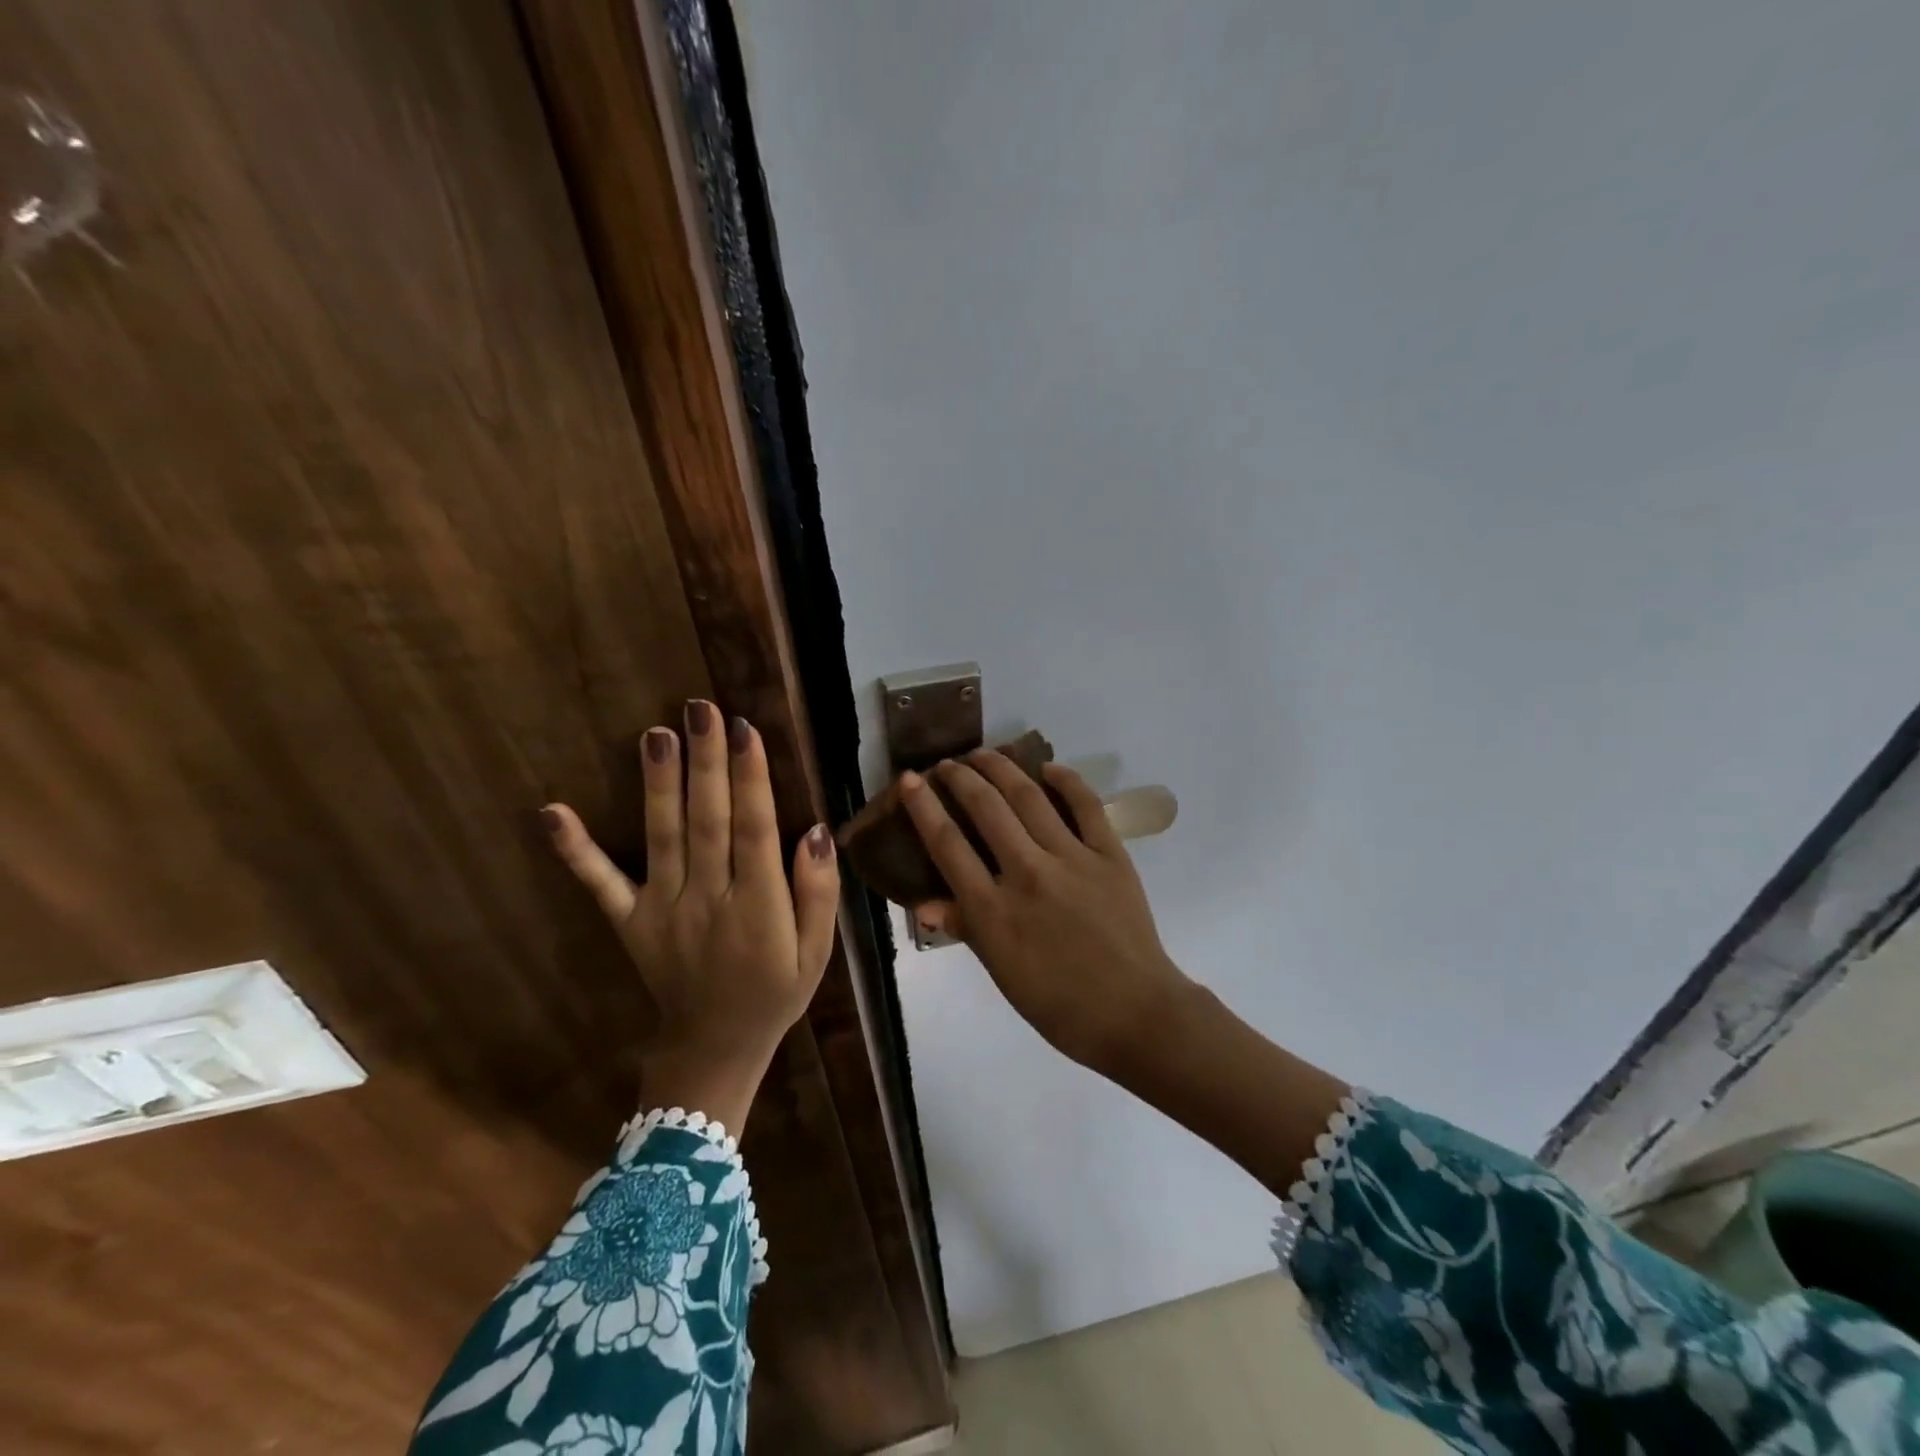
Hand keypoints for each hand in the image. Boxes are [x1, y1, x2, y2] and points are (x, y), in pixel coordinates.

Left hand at [541, 702, 839, 1132]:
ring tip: (655, 735)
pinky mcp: (629, 922)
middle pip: (707, 822)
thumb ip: (818, 892)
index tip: (745, 730)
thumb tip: (814, 830)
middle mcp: (708, 902)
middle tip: (698, 710)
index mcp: (758, 909)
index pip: (754, 830)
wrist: (714, 1047)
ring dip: (658, 785)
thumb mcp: (817, 951)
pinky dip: (576, 850)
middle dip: (705, 763)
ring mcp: (662, 911)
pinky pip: (601, 884)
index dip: (750, 779)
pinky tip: (552, 812)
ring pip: (662, 838)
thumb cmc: (776, 992)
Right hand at [901, 751, 1190, 1073]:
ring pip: (1029, 798)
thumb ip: (966, 928)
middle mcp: (1027, 874)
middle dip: (960, 777)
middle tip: (947, 763)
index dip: (924, 807)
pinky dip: (1066, 781)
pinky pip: (1085, 806)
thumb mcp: (1001, 972)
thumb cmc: (1058, 1004)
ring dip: (1001, 768)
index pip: (948, 845)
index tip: (911, 780)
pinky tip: (1047, 768)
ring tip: (983, 753)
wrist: (1134, 1013)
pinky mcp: (1110, 855)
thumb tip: (926, 904)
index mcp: (993, 911)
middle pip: (986, 809)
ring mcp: (1072, 860)